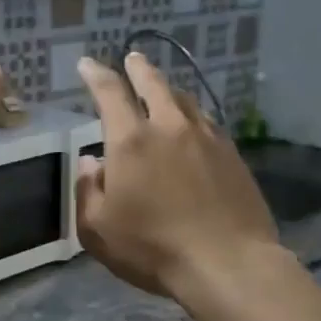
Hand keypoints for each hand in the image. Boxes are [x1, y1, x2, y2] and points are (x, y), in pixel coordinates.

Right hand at [74, 53, 281, 300]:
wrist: (228, 263)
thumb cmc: (152, 249)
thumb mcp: (98, 230)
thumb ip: (88, 192)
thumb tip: (93, 162)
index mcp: (131, 141)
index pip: (110, 93)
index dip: (96, 75)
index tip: (88, 64)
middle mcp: (169, 128)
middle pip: (154, 84)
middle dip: (139, 68)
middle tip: (132, 57)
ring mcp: (207, 138)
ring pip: (185, 100)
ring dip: (169, 89)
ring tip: (163, 88)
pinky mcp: (233, 155)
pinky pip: (208, 122)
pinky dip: (193, 115)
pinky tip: (194, 124)